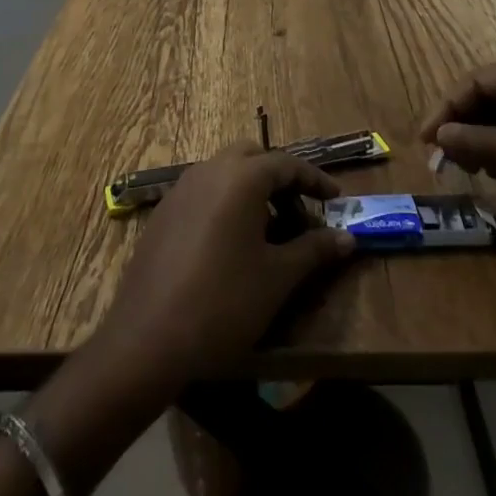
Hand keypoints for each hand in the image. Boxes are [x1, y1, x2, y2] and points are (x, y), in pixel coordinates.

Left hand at [98, 143, 355, 386]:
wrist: (148, 338)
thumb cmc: (223, 303)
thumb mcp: (277, 278)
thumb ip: (314, 250)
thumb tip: (347, 237)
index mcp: (242, 177)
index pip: (287, 164)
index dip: (315, 181)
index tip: (335, 200)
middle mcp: (211, 169)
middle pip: (253, 157)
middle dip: (280, 178)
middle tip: (300, 211)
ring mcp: (182, 188)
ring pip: (226, 171)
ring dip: (252, 189)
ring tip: (270, 230)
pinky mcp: (164, 211)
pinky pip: (204, 191)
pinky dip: (226, 202)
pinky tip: (232, 243)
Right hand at [417, 51, 495, 220]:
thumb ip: (483, 143)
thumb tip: (438, 137)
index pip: (477, 82)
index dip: (447, 109)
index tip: (424, 140)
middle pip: (491, 99)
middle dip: (464, 127)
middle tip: (439, 160)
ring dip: (483, 142)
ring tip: (462, 169)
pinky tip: (495, 175)